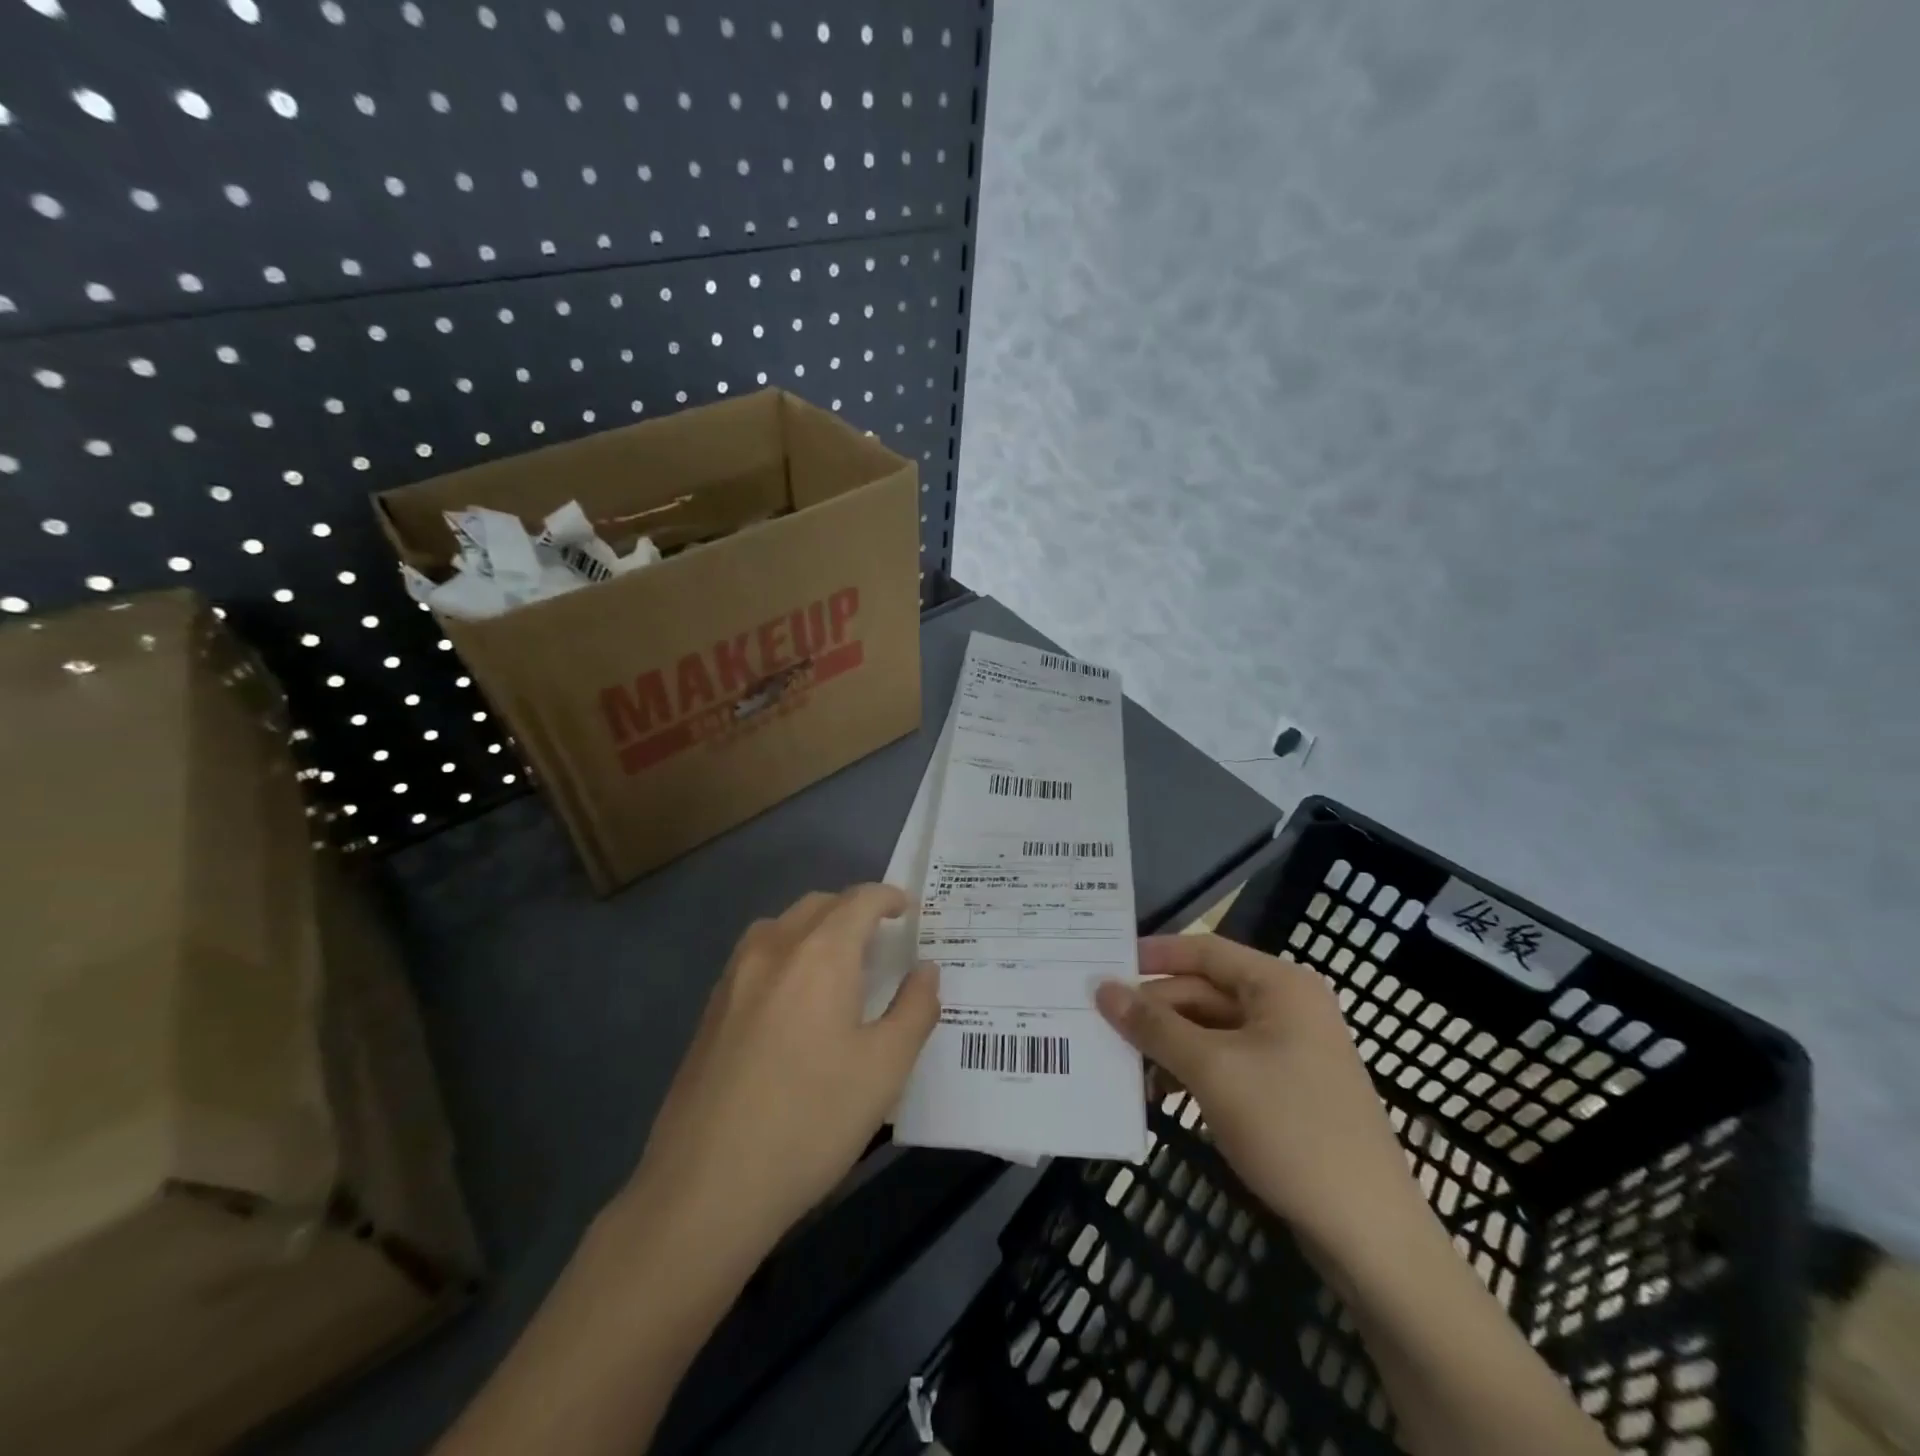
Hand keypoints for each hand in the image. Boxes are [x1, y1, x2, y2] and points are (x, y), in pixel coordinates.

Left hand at [625, 885, 939, 1274]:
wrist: (705, 1188)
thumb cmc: (810, 1121)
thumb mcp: (884, 1070)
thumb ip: (915, 1009)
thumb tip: (926, 970)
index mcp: (819, 954)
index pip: (859, 900)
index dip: (888, 897)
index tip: (909, 910)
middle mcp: (772, 949)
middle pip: (818, 905)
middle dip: (853, 910)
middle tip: (881, 940)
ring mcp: (734, 978)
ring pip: (781, 926)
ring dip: (815, 928)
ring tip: (838, 966)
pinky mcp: (710, 1010)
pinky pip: (756, 956)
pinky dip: (786, 954)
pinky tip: (794, 1001)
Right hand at [1096, 935, 1422, 1263]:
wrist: (1369, 1233)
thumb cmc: (1290, 1130)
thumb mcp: (1212, 1070)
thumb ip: (1154, 1026)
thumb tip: (1102, 988)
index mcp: (1280, 986)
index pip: (1204, 950)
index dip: (1153, 955)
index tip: (1104, 965)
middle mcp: (1287, 1007)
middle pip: (1205, 990)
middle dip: (1155, 1007)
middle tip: (1099, 1021)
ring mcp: (1289, 1050)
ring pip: (1212, 1029)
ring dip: (1168, 1042)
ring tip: (1120, 1059)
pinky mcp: (1286, 1089)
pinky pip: (1226, 1062)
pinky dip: (1191, 1069)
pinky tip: (1158, 1089)